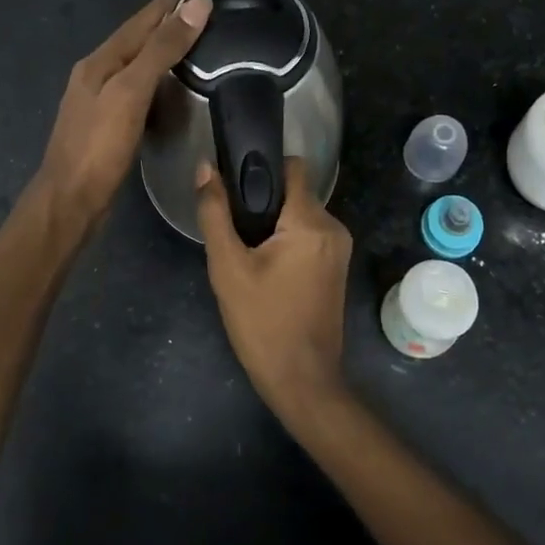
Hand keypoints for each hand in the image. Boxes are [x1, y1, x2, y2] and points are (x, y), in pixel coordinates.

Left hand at [37, 0, 212, 219]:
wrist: (69, 202)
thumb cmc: (99, 146)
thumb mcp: (132, 91)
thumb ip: (162, 48)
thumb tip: (197, 4)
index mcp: (100, 59)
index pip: (143, 18)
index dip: (174, 3)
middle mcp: (97, 73)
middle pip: (139, 38)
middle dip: (172, 23)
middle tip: (215, 19)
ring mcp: (101, 99)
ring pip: (139, 64)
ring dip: (167, 51)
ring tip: (203, 48)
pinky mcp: (109, 124)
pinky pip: (139, 89)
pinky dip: (160, 80)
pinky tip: (177, 89)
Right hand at [195, 156, 351, 416]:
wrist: (302, 379)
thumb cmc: (262, 322)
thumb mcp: (228, 268)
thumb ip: (215, 213)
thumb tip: (205, 168)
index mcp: (311, 221)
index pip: (293, 166)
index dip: (262, 166)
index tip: (235, 180)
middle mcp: (334, 226)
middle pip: (295, 192)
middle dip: (264, 202)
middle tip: (233, 228)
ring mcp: (340, 248)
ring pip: (301, 215)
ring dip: (274, 224)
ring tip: (246, 251)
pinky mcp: (337, 267)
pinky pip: (309, 236)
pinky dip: (287, 241)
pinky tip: (265, 267)